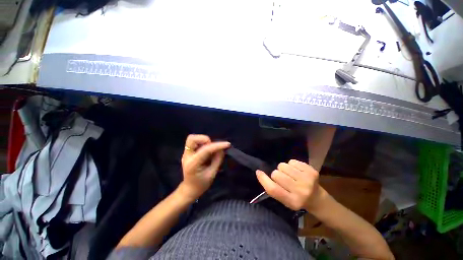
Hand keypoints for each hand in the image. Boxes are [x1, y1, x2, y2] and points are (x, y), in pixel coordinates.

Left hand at [179, 134, 229, 200]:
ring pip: (193, 139)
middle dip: (205, 139)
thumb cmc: (201, 184)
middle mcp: (187, 156)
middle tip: (213, 147)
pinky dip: (202, 143)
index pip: (206, 149)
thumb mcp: (212, 174)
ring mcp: (186, 153)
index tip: (227, 144)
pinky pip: (195, 142)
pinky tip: (207, 151)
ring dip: (203, 141)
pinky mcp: (188, 152)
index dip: (217, 145)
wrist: (189, 189)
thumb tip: (222, 149)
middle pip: (192, 138)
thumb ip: (217, 160)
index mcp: (193, 163)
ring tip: (210, 149)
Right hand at [256, 159, 325, 210]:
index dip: (263, 179)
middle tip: (282, 178)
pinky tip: (296, 171)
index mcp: (292, 202)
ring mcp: (307, 180)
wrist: (318, 199)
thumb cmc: (297, 199)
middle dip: (276, 174)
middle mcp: (300, 191)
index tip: (258, 172)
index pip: (273, 189)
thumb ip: (273, 188)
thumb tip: (259, 172)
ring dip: (283, 169)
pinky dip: (291, 165)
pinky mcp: (311, 171)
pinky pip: (291, 161)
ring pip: (283, 165)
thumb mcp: (284, 200)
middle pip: (276, 174)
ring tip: (290, 174)